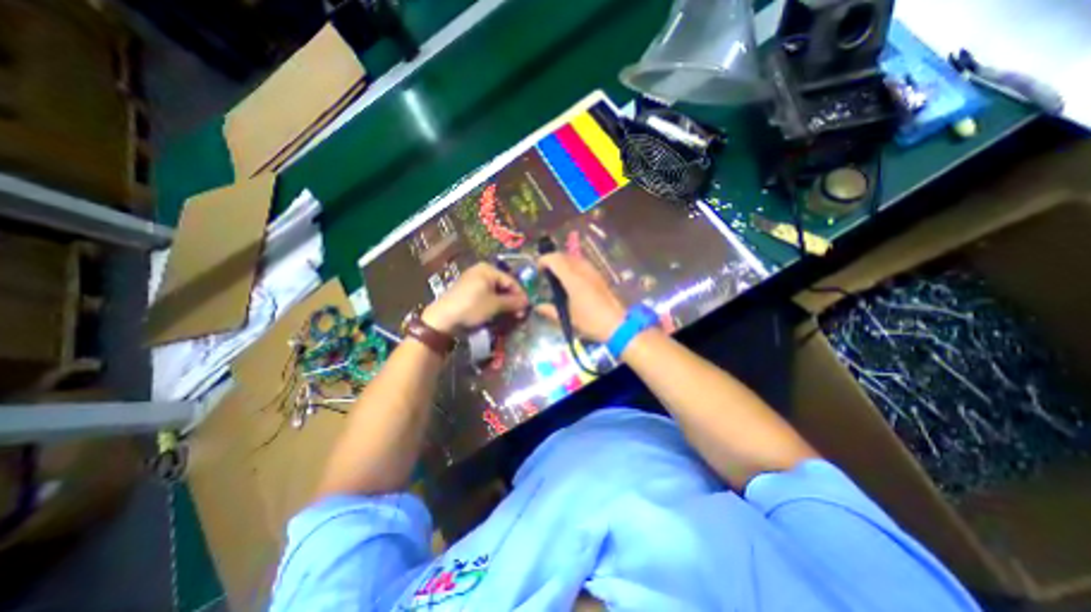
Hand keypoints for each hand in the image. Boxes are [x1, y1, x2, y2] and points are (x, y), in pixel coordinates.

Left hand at [422, 261, 528, 331]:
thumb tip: (527, 302)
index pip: (511, 280)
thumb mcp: (495, 305)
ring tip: (510, 316)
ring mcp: (473, 281)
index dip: (520, 294)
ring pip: (495, 292)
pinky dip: (493, 304)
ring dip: (503, 304)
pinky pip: (486, 296)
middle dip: (512, 300)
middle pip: (503, 286)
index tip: (527, 308)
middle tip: (519, 314)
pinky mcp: (467, 292)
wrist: (443, 319)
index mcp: (487, 269)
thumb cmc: (472, 307)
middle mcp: (480, 272)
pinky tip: (497, 314)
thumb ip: (513, 302)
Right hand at [537, 254, 621, 342]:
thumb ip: (550, 310)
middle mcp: (583, 271)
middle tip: (545, 272)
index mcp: (573, 279)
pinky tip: (572, 279)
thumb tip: (538, 307)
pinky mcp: (599, 276)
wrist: (616, 325)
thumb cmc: (590, 322)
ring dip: (563, 261)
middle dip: (552, 260)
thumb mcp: (568, 318)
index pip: (555, 260)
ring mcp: (593, 272)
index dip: (543, 261)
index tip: (537, 270)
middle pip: (564, 255)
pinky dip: (573, 265)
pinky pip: (583, 263)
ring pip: (574, 258)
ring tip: (557, 275)